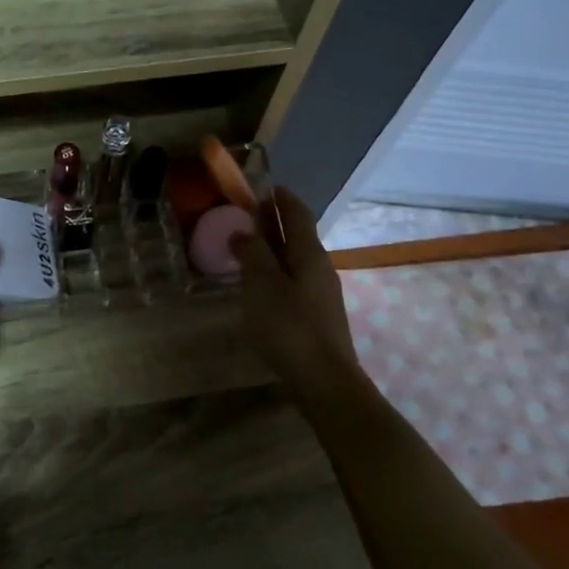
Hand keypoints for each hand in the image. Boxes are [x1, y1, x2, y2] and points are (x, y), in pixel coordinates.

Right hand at [230, 187, 361, 393]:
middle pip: (297, 235)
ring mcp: (320, 293)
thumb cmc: (289, 326)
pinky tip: (260, 286)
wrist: (324, 380)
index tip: (263, 187)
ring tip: (247, 250)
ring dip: (273, 249)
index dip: (280, 198)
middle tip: (246, 215)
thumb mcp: (262, 285)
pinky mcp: (316, 315)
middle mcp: (319, 267)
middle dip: (273, 222)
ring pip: (294, 260)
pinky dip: (275, 273)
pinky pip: (293, 281)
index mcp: (309, 253)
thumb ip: (252, 253)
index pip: (297, 213)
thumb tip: (244, 232)